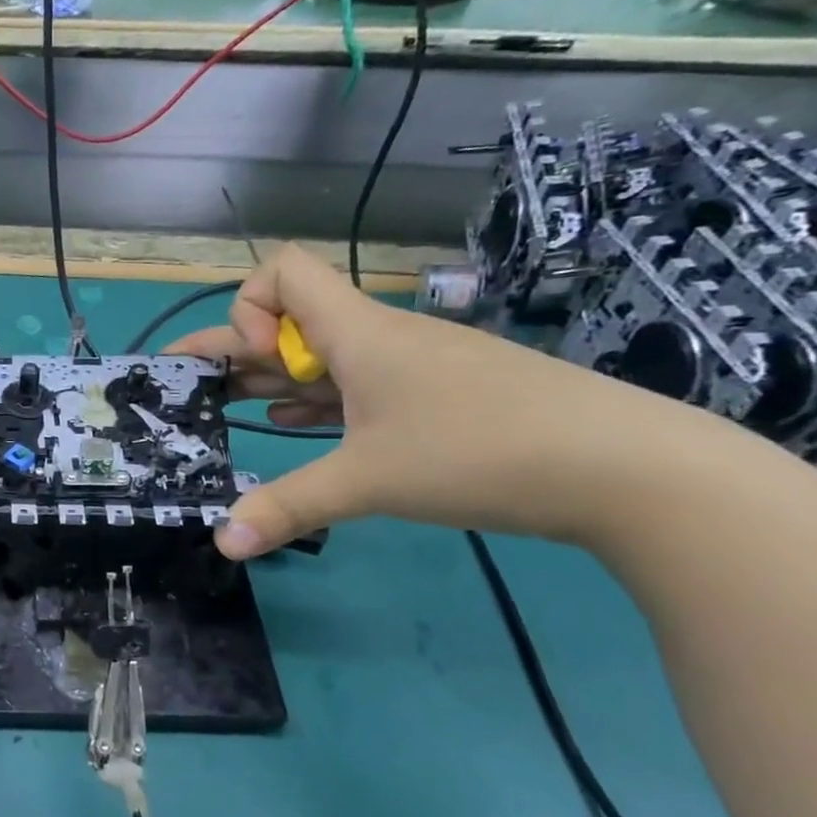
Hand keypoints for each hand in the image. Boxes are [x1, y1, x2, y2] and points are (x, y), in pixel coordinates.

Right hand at [167, 244, 718, 557]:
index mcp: (356, 332)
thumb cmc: (480, 450)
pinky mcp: (434, 398)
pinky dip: (314, 402)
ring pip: (320, 358)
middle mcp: (377, 338)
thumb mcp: (369, 480)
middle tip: (188, 392)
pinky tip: (294, 429)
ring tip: (226, 413)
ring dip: (270, 380)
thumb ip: (287, 507)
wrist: (627, 468)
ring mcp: (409, 368)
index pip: (280, 272)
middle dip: (232, 352)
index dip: (247, 307)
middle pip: (287, 322)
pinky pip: (353, 387)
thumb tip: (221, 545)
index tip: (252, 362)